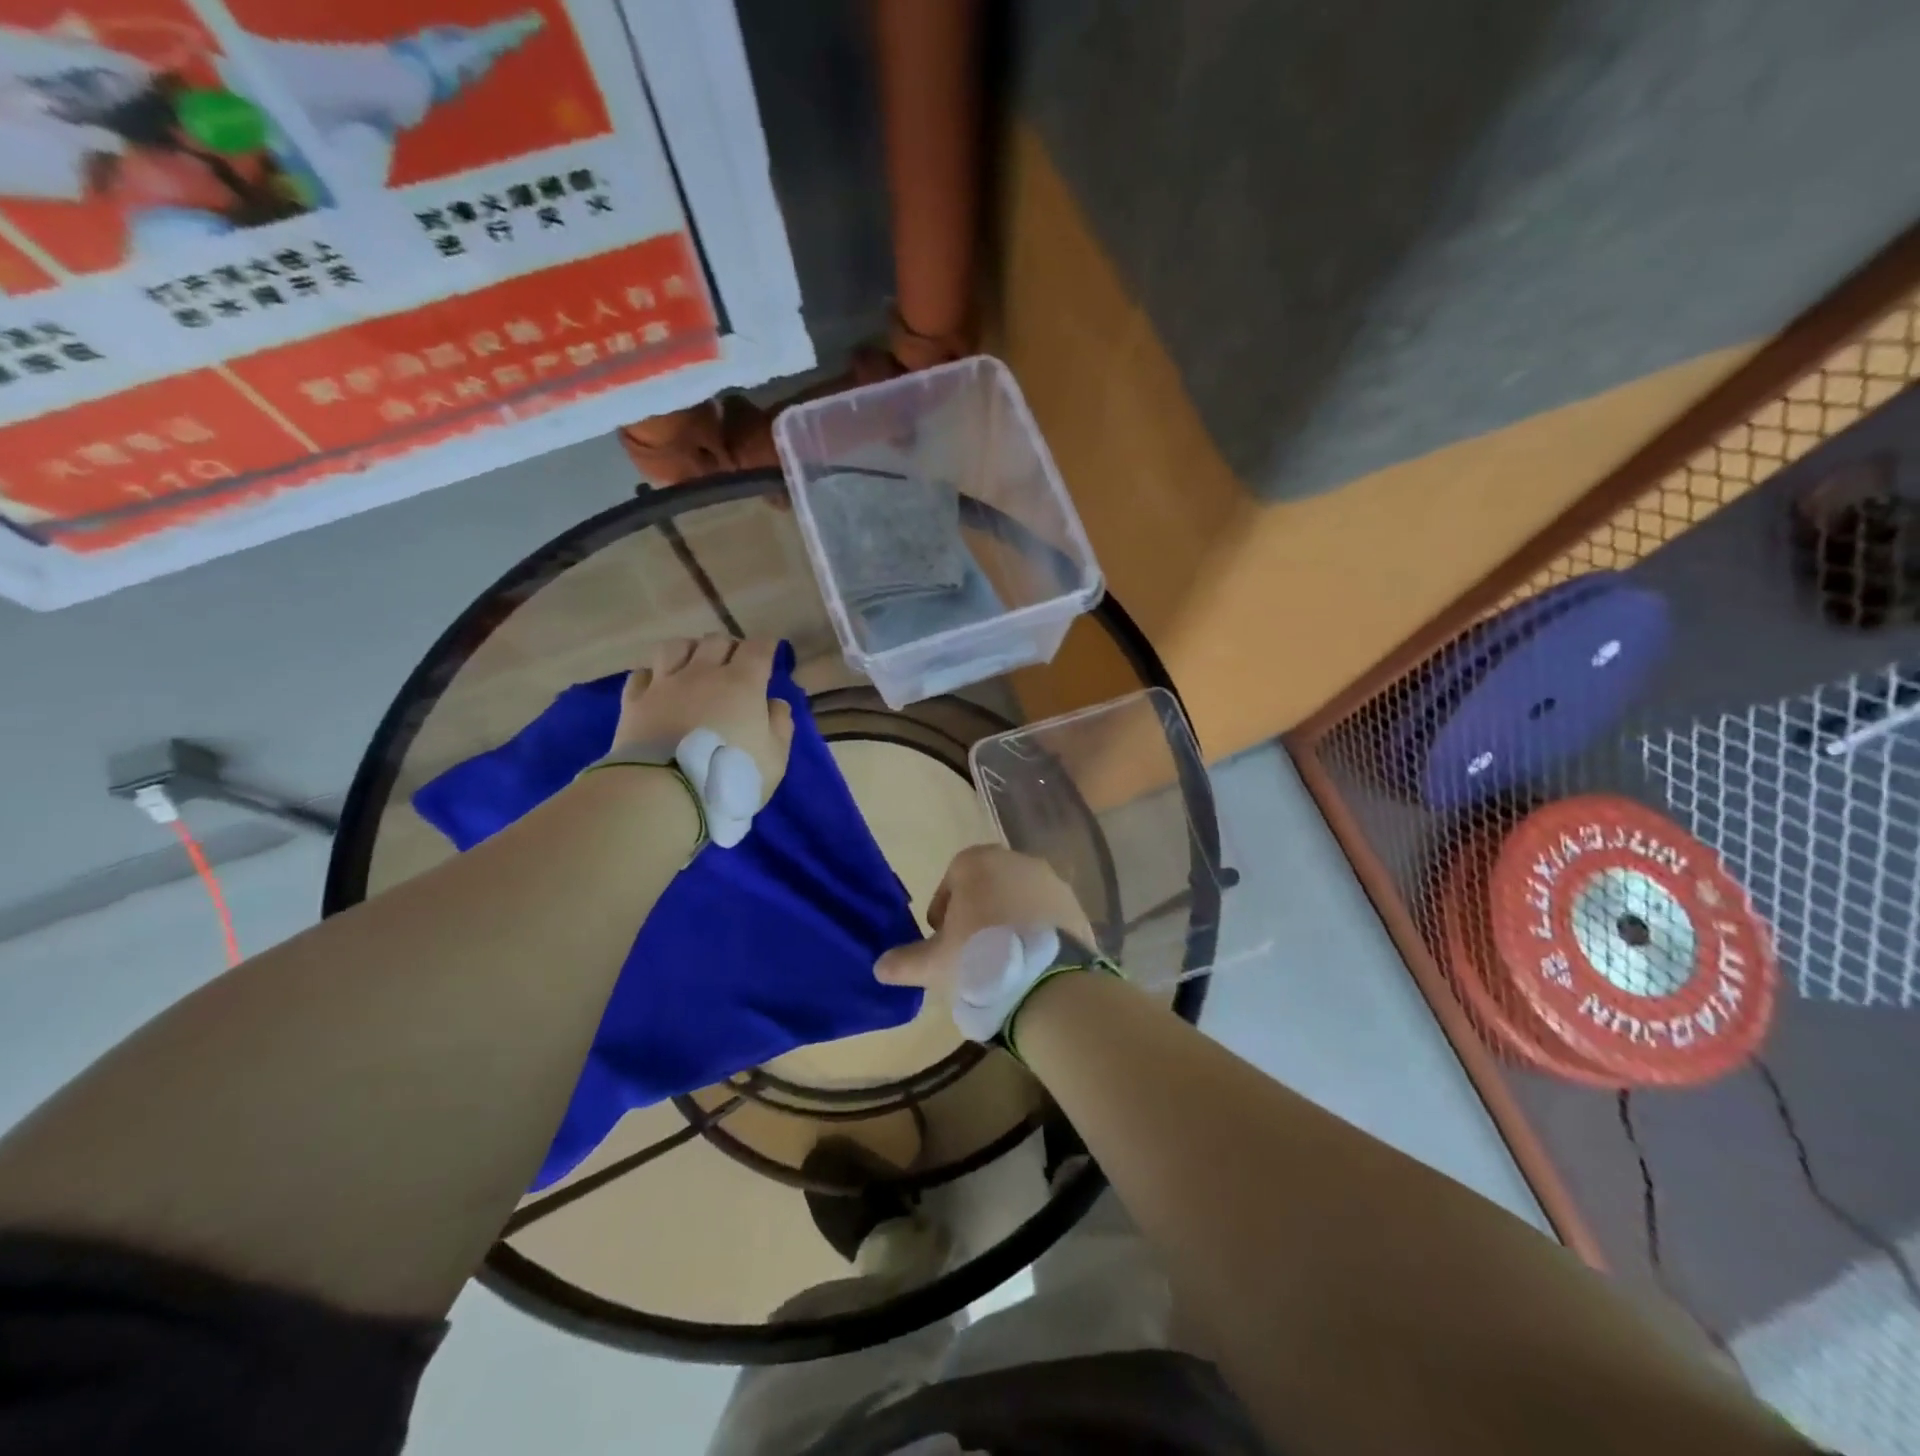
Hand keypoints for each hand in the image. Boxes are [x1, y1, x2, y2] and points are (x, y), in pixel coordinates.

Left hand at [613, 636, 795, 807]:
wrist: (665, 791)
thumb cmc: (730, 776)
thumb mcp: (775, 758)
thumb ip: (780, 725)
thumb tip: (774, 702)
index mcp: (742, 683)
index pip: (757, 648)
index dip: (766, 646)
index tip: (770, 651)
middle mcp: (702, 673)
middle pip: (716, 641)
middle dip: (729, 647)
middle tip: (734, 663)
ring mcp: (664, 684)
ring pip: (675, 647)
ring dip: (689, 650)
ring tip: (694, 664)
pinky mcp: (635, 701)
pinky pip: (641, 674)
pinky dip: (653, 675)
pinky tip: (658, 685)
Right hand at [875, 845, 1095, 995]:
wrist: (1048, 981)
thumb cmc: (980, 959)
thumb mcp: (934, 965)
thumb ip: (905, 961)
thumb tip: (880, 967)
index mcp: (978, 862)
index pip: (953, 878)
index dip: (944, 909)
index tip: (943, 939)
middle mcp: (1016, 860)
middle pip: (988, 884)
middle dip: (978, 912)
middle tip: (971, 951)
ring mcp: (1051, 881)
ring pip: (1019, 898)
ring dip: (1008, 921)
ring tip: (1002, 961)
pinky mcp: (1076, 905)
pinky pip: (1047, 915)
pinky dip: (1036, 931)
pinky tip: (1030, 963)